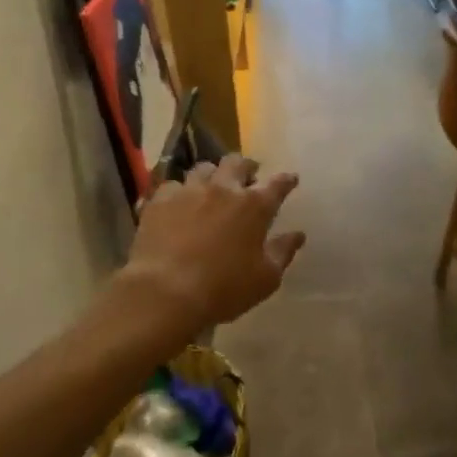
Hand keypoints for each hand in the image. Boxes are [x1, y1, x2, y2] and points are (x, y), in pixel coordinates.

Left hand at [122, 154, 304, 335]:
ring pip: (203, 169)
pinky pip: (172, 186)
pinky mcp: (159, 201)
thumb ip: (283, 252)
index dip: (286, 180)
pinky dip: (179, 192)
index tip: (291, 179)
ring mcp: (188, 192)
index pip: (277, 184)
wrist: (166, 292)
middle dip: (246, 166)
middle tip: (249, 175)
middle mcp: (222, 190)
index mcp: (254, 207)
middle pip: (237, 163)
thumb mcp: (266, 278)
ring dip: (212, 174)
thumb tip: (298, 235)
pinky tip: (178, 203)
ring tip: (211, 185)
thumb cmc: (225, 288)